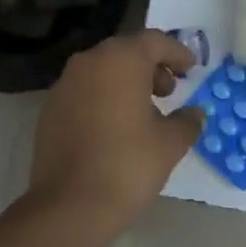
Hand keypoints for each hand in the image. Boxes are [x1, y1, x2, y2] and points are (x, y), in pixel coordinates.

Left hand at [28, 30, 206, 229]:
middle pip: (126, 52)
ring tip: (144, 112)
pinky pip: (84, 91)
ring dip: (125, 82)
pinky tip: (115, 127)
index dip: (177, 52)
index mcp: (121, 60)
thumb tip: (195, 114)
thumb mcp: (170, 144)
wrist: (70, 204)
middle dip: (151, 67)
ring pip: (102, 71)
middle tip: (169, 92)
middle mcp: (89, 62)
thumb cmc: (128, 165)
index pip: (154, 41)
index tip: (191, 69)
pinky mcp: (50, 109)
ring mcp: (64, 85)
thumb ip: (187, 122)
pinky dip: (103, 98)